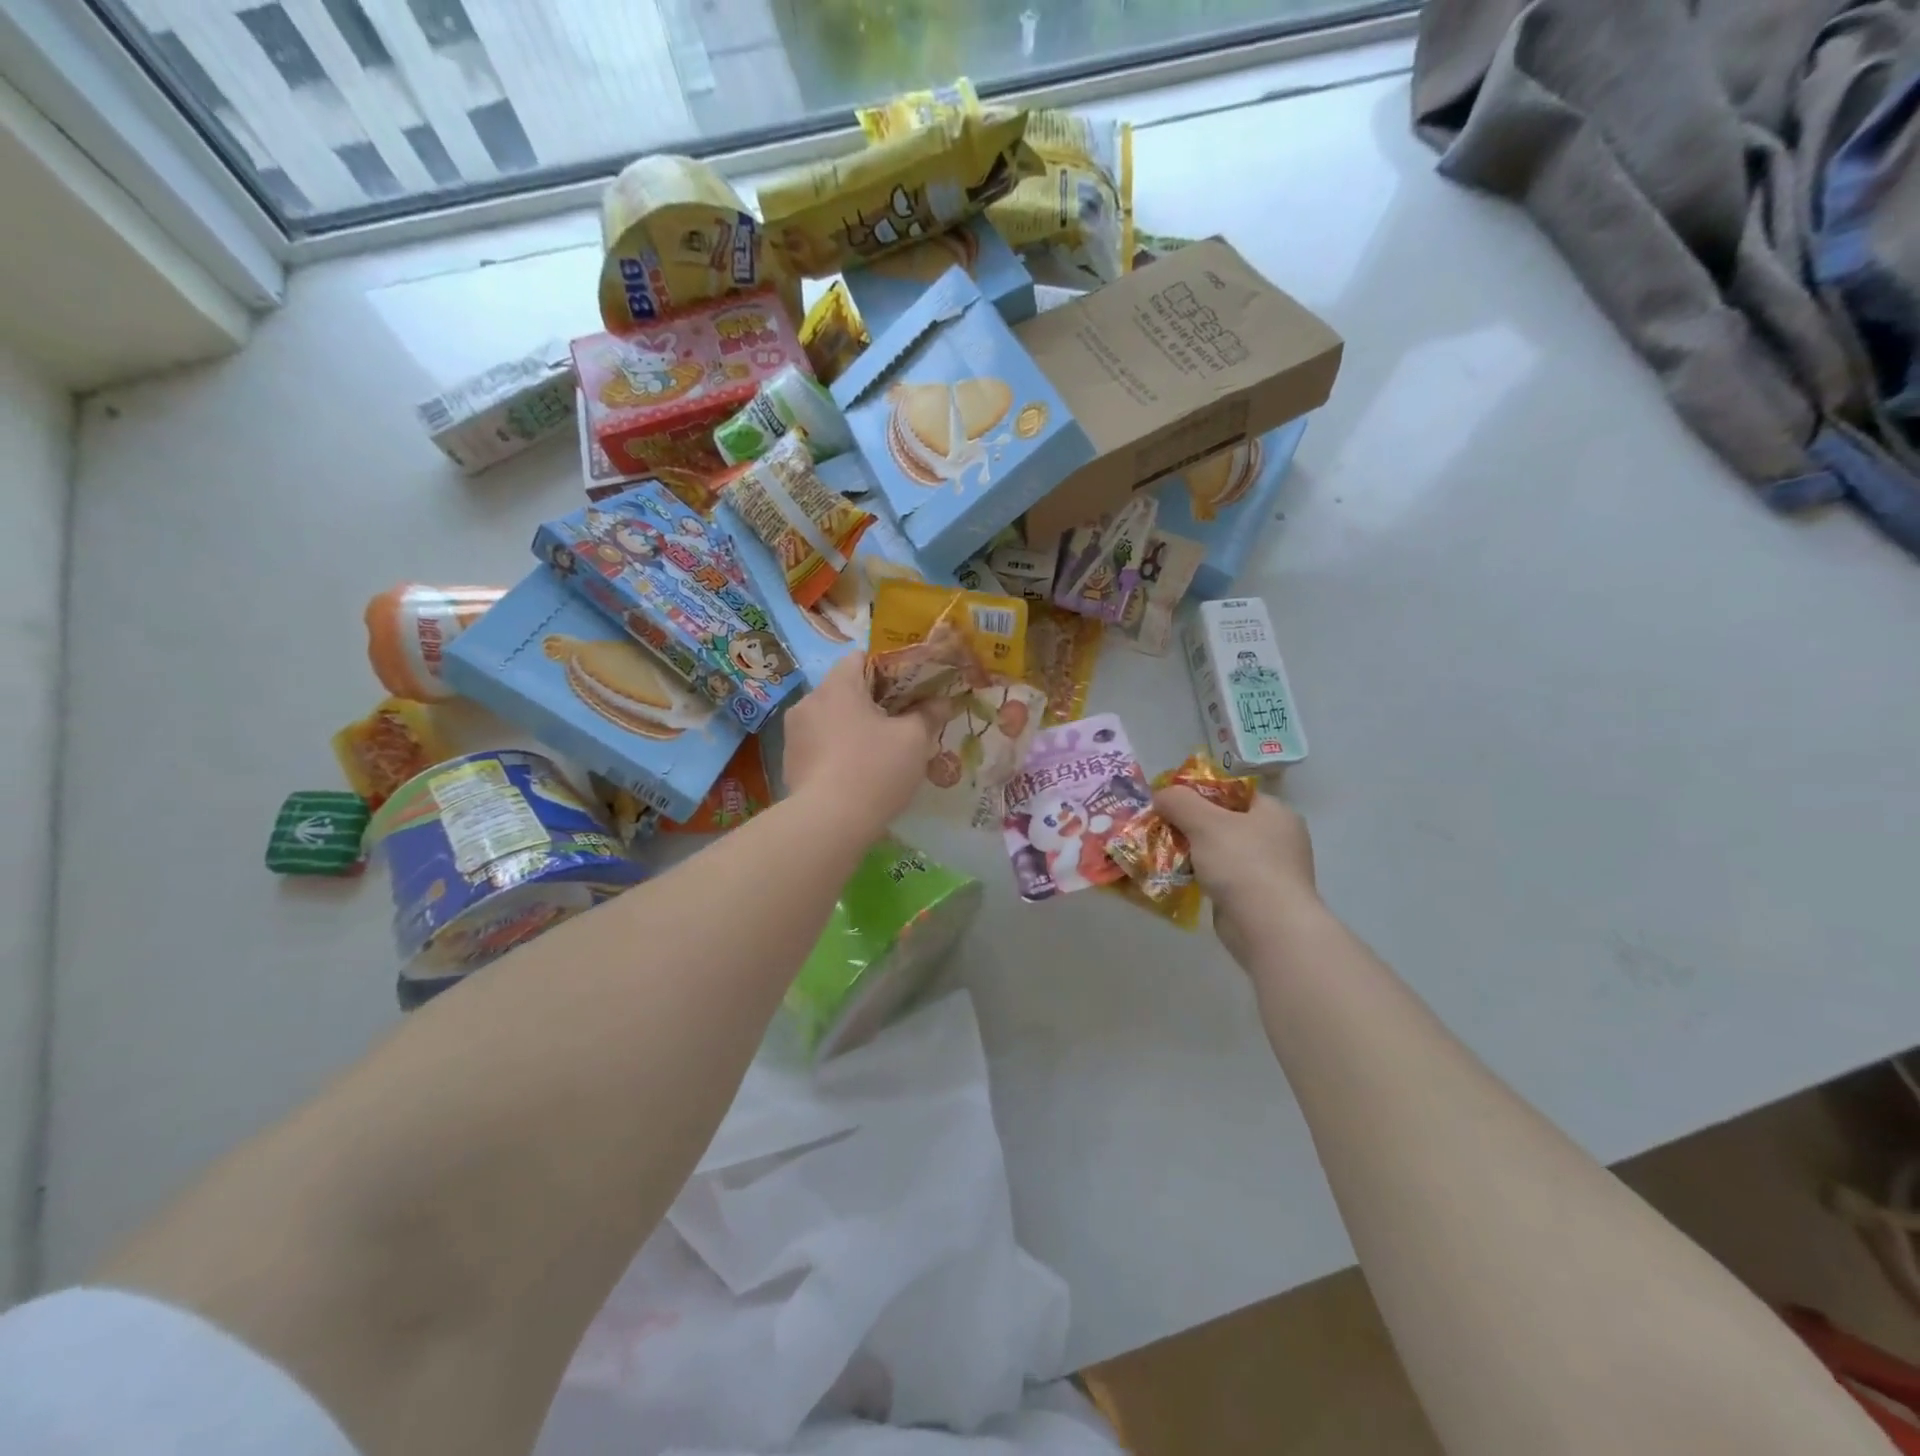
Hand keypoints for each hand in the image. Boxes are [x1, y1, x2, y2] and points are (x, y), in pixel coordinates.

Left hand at [782, 654, 944, 833]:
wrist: (828, 824)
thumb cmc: (874, 769)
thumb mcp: (913, 740)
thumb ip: (928, 715)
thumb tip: (942, 701)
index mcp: (837, 686)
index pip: (860, 657)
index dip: (887, 668)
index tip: (908, 688)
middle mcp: (808, 702)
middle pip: (845, 690)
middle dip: (873, 702)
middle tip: (901, 721)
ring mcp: (794, 734)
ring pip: (832, 719)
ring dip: (854, 728)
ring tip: (881, 751)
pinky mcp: (790, 763)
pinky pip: (820, 745)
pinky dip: (839, 751)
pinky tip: (858, 773)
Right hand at [1155, 785, 1317, 964]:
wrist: (1268, 927)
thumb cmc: (1242, 864)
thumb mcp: (1205, 822)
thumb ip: (1179, 801)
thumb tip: (1161, 795)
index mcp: (1275, 813)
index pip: (1234, 792)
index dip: (1200, 792)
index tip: (1171, 800)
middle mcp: (1278, 838)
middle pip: (1226, 821)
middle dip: (1192, 824)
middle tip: (1162, 825)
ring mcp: (1271, 870)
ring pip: (1222, 851)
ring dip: (1195, 852)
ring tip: (1163, 851)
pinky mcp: (1258, 897)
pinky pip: (1224, 877)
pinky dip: (1203, 876)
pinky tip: (1179, 877)